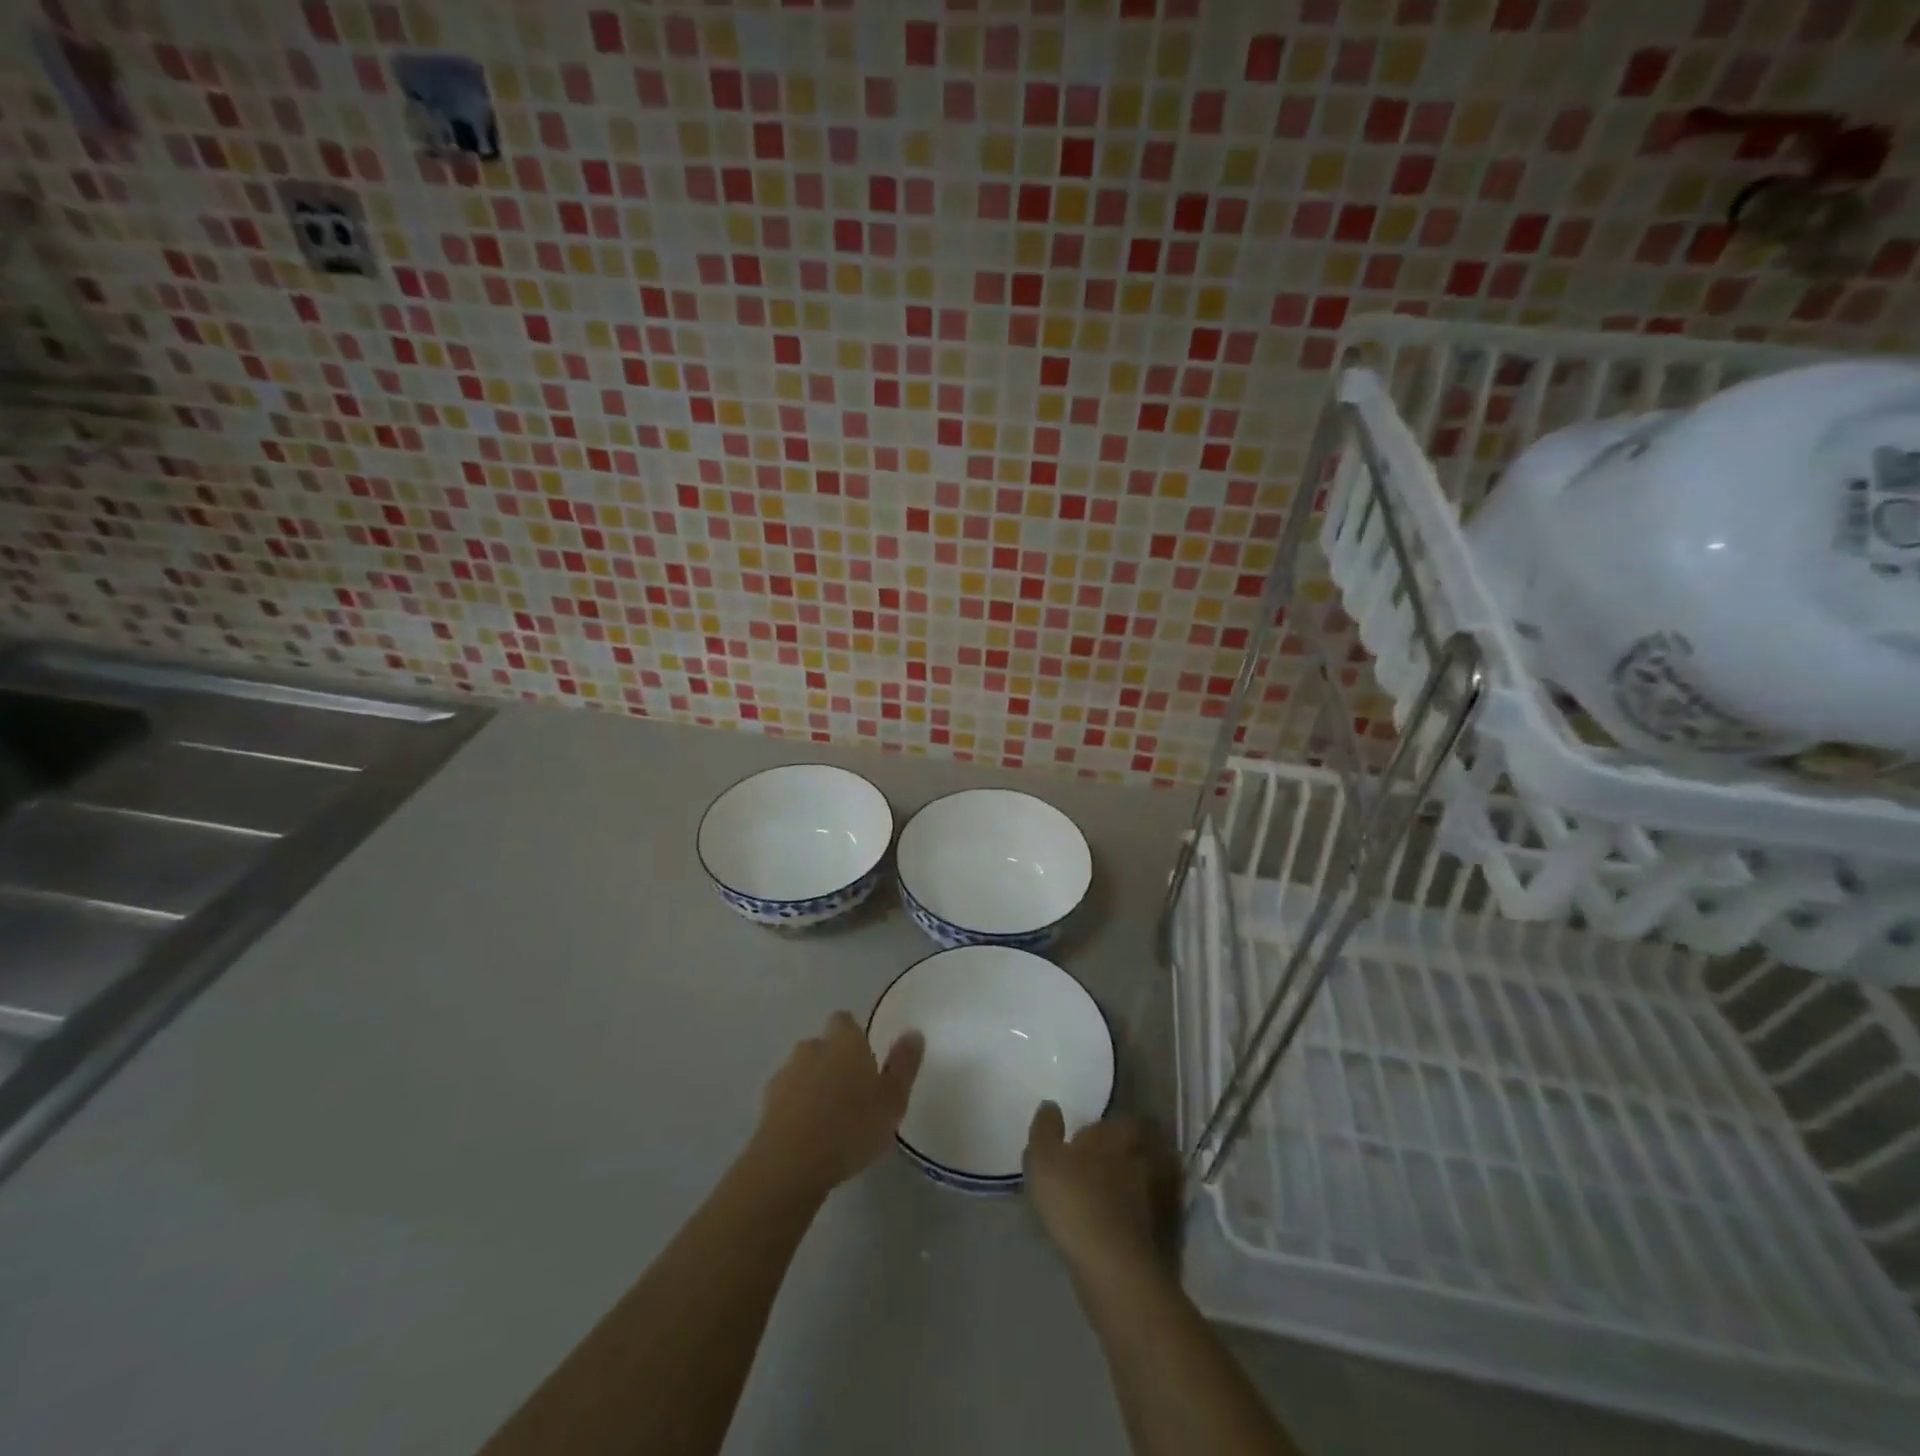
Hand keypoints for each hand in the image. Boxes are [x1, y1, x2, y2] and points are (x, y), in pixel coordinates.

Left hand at [748, 1011, 923, 1198]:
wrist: (789, 1164)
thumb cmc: (851, 1126)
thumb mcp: (892, 1099)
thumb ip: (904, 1064)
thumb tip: (913, 1032)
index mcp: (844, 1040)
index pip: (845, 1021)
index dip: (854, 1036)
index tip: (866, 1059)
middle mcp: (812, 1047)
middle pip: (824, 1045)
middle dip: (835, 1061)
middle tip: (853, 1093)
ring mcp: (785, 1074)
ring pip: (804, 1071)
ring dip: (815, 1085)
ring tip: (831, 1118)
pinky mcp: (766, 1103)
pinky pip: (788, 1097)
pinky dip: (797, 1108)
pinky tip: (809, 1135)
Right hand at [1024, 1105, 1175, 1280]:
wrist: (1114, 1267)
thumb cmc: (1075, 1201)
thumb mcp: (1043, 1159)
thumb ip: (1045, 1129)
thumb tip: (1051, 1106)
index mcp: (1117, 1135)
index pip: (1120, 1120)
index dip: (1105, 1128)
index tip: (1088, 1138)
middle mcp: (1144, 1158)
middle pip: (1138, 1148)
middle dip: (1123, 1154)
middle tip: (1100, 1166)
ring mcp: (1159, 1197)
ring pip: (1147, 1181)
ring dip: (1133, 1186)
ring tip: (1109, 1198)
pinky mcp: (1166, 1233)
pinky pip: (1152, 1214)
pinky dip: (1140, 1216)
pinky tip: (1121, 1227)